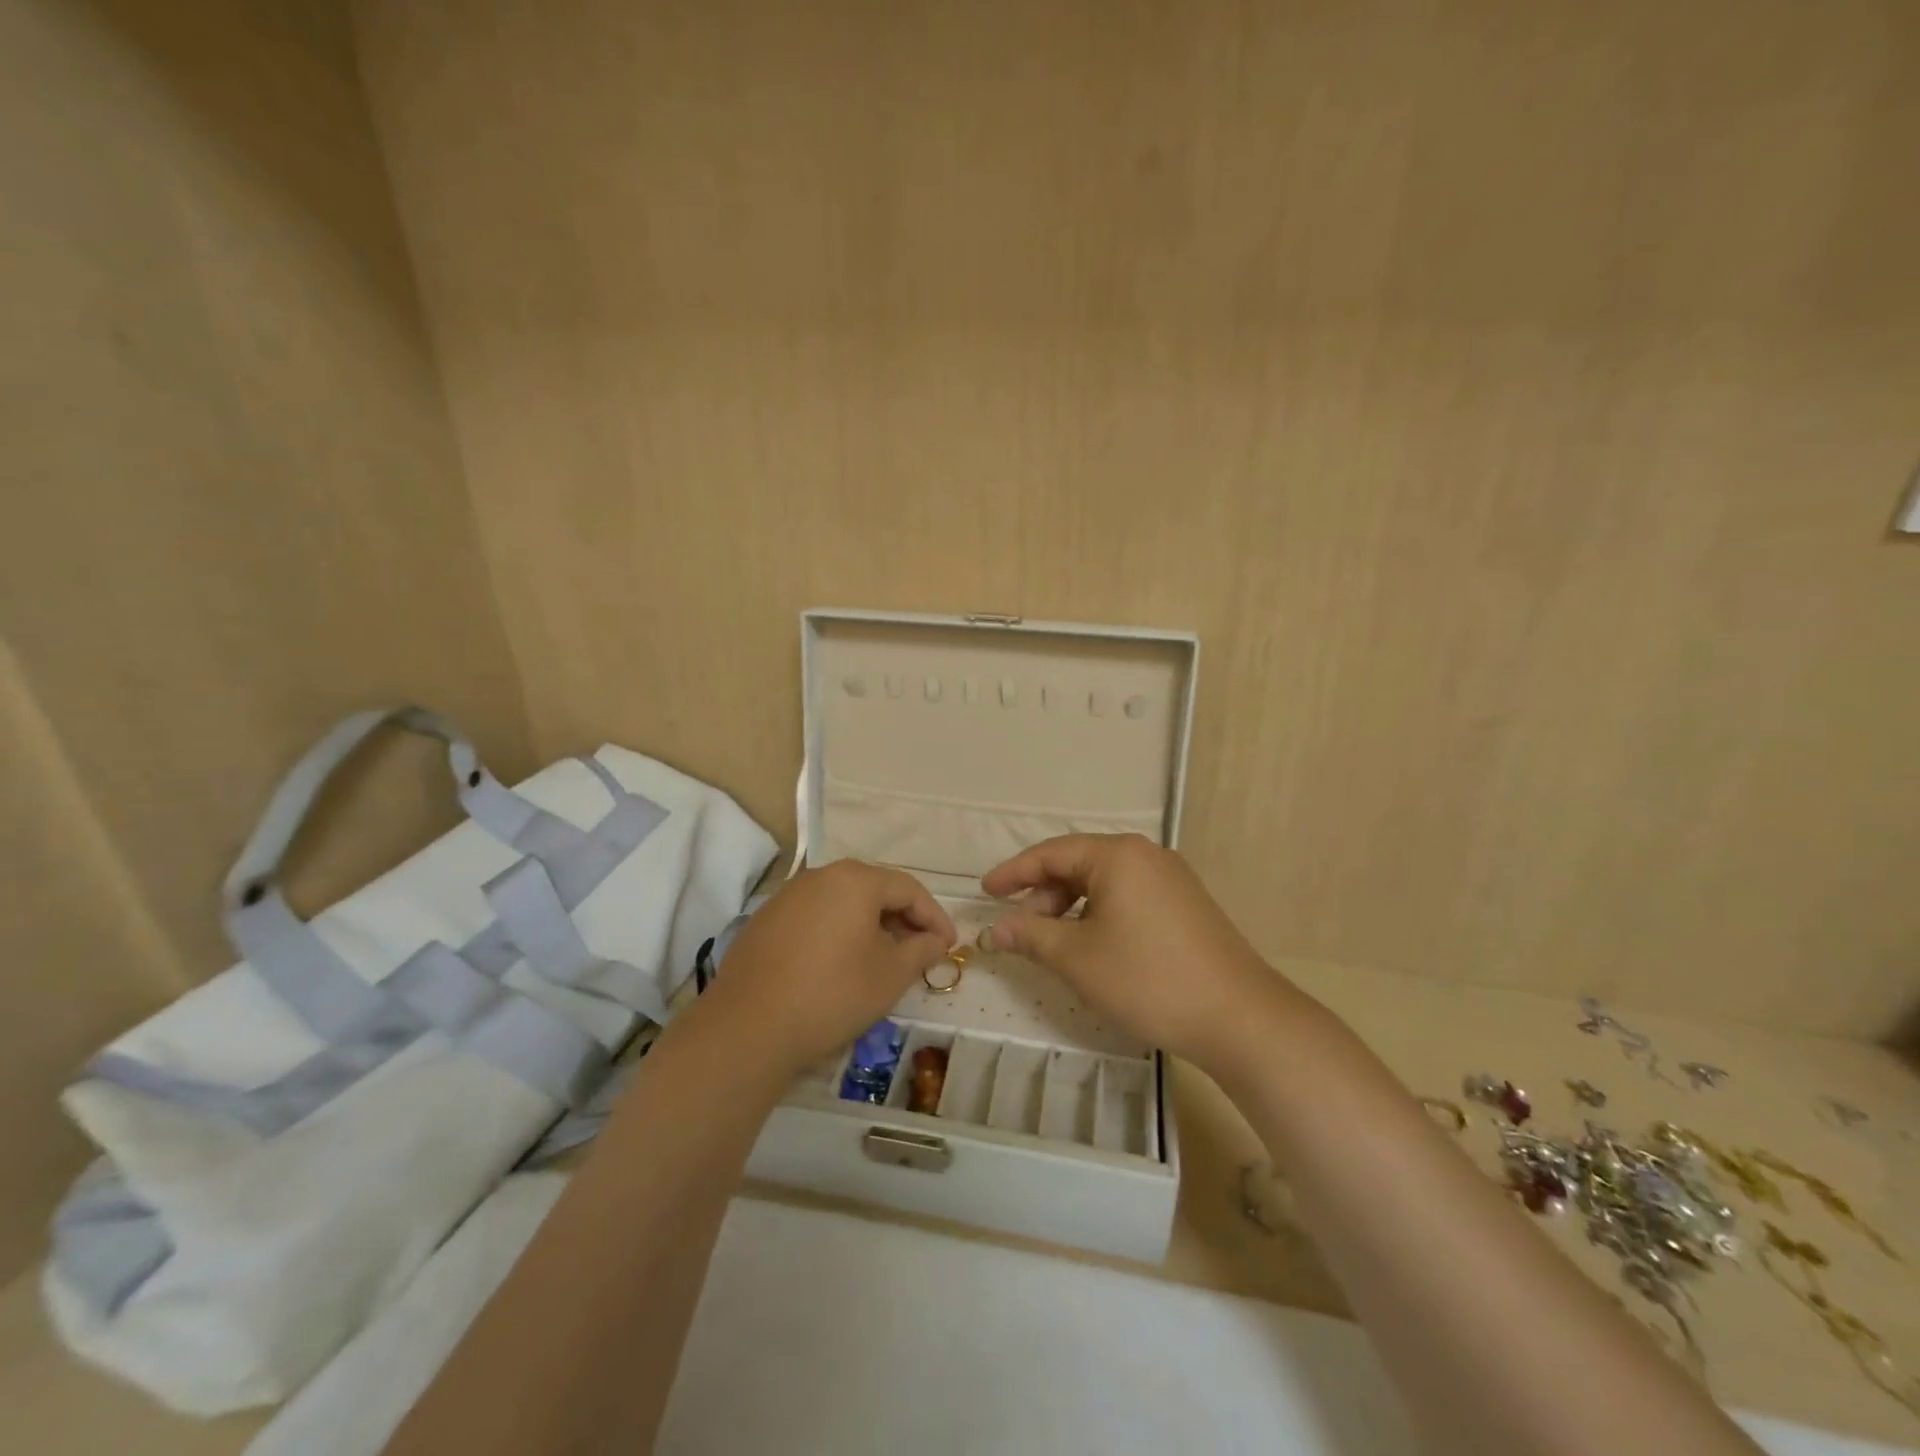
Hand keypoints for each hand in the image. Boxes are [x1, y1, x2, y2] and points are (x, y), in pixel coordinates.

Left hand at [701, 860, 956, 1077]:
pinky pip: (815, 916)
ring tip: (883, 957)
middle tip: (920, 950)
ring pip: (843, 902)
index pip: (908, 889)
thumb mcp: (890, 975)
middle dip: (902, 918)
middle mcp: (821, 876)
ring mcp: (788, 896)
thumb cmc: (832, 994)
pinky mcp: (766, 920)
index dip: (934, 916)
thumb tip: (935, 940)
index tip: (949, 945)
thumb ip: (921, 950)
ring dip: (870, 925)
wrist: (748, 1027)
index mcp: (855, 880)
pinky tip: (840, 963)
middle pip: (874, 889)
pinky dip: (838, 932)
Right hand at [981, 834, 1284, 1070]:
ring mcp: (1171, 878)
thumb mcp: (1077, 958)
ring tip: (1052, 942)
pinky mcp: (1186, 904)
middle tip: (1019, 929)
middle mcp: (1146, 855)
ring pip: (1104, 882)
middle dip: (1043, 895)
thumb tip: (994, 929)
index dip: (1013, 873)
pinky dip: (1099, 914)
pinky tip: (1092, 945)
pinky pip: (1128, 896)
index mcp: (1118, 855)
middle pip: (1078, 865)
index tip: (985, 893)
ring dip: (1070, 907)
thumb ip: (1030, 935)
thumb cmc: (1148, 979)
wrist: (1239, 1017)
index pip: (1051, 853)